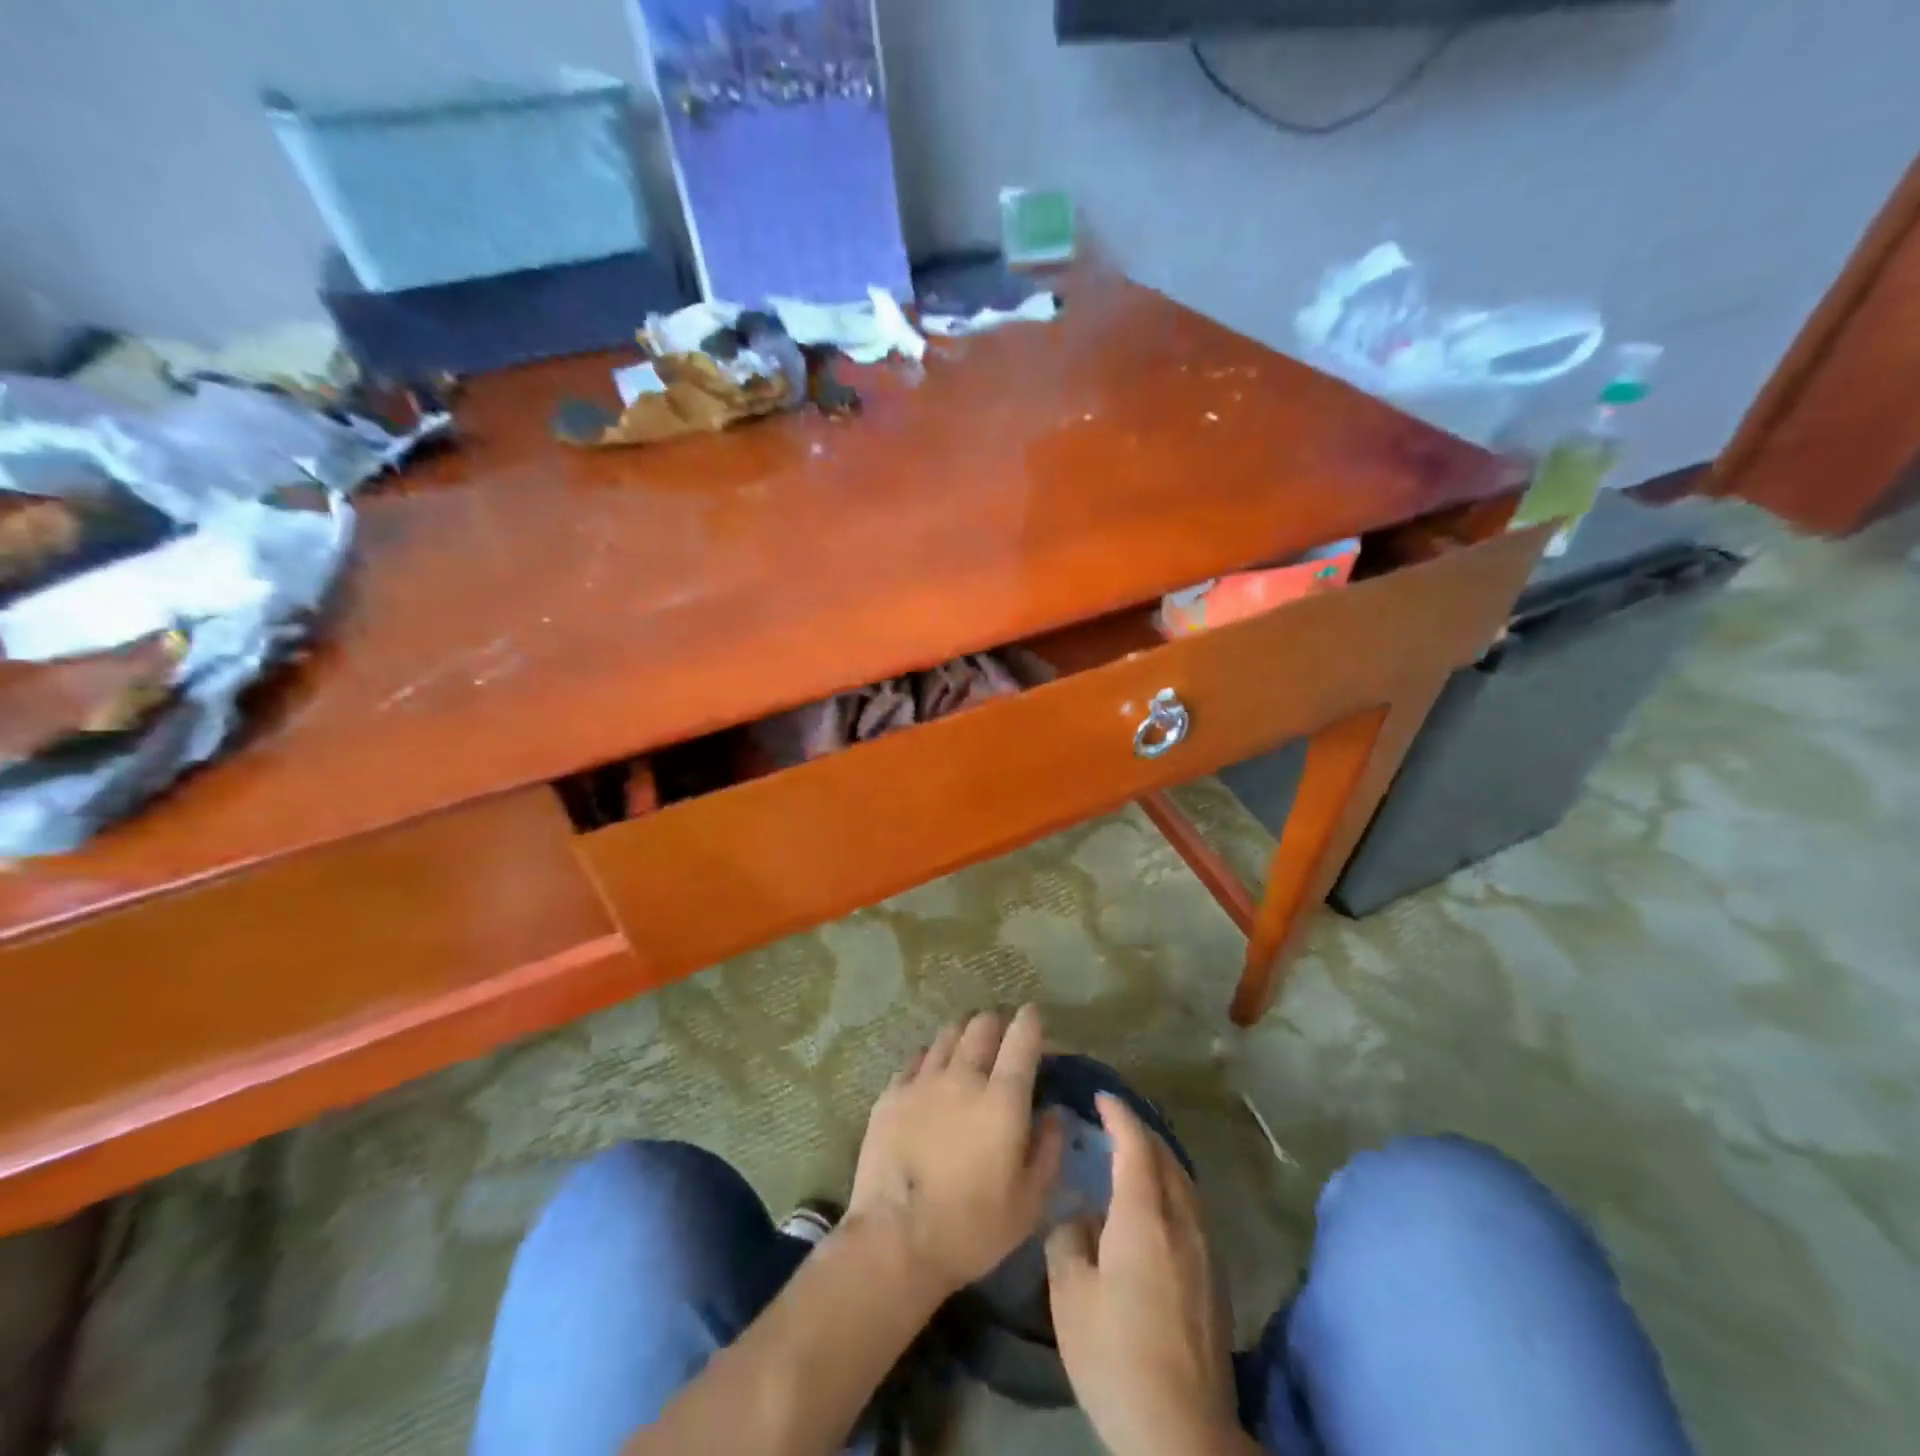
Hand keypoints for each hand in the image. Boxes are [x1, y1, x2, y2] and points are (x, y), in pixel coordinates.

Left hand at [848, 1006, 1063, 1297]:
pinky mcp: (891, 1093)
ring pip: (948, 1034)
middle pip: (982, 1025)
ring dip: (964, 1036)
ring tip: (967, 1053)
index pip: (1022, 1038)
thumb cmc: (972, 1228)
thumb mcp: (1029, 1202)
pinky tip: (932, 1075)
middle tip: (1002, 1041)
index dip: (1031, 1021)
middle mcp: (963, 1076)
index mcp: (1002, 1099)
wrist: (895, 1241)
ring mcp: (923, 1081)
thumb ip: (1049, 1150)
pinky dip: (932, 1058)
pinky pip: (917, 1058)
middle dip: (997, 1025)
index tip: (1034, 1018)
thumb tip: (1054, 1113)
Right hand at [1045, 1093, 1244, 1455]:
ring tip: (1133, 1160)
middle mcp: (1182, 1221)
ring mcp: (1206, 1251)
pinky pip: (1193, 1211)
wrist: (1184, 1434)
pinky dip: (1172, 1191)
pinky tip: (1155, 1211)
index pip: (1136, 1144)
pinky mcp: (1217, 1280)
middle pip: (1166, 1157)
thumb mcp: (1071, 1297)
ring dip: (1159, 1161)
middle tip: (1112, 1124)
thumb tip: (1079, 1216)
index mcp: (1145, 1216)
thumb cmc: (1117, 1357)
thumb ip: (1069, 1240)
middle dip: (1140, 1132)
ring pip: (1185, 1183)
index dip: (1119, 1115)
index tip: (1101, 1097)